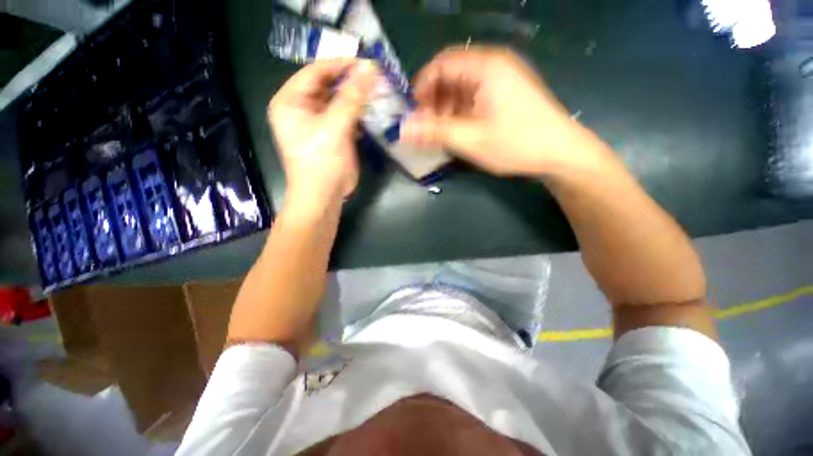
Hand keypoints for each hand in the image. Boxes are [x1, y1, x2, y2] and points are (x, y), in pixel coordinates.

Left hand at [268, 59, 377, 209]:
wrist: (323, 196)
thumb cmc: (321, 162)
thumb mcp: (334, 127)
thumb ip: (352, 97)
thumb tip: (371, 69)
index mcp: (291, 101)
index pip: (316, 71)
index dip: (341, 65)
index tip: (367, 63)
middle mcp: (303, 108)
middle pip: (329, 86)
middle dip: (352, 82)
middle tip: (376, 78)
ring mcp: (319, 123)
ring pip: (340, 102)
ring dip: (358, 98)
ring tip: (379, 92)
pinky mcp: (333, 135)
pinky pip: (347, 117)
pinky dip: (360, 114)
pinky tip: (374, 111)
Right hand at [401, 46, 609, 176]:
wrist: (560, 153)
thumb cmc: (515, 143)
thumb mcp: (470, 140)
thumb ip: (434, 132)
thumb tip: (403, 129)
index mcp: (485, 67)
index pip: (441, 64)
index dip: (422, 87)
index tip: (413, 112)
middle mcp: (494, 65)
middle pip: (451, 75)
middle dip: (434, 101)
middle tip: (426, 127)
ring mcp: (502, 80)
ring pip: (462, 88)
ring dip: (446, 109)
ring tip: (441, 133)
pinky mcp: (506, 94)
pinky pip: (475, 97)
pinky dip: (461, 113)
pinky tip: (458, 131)